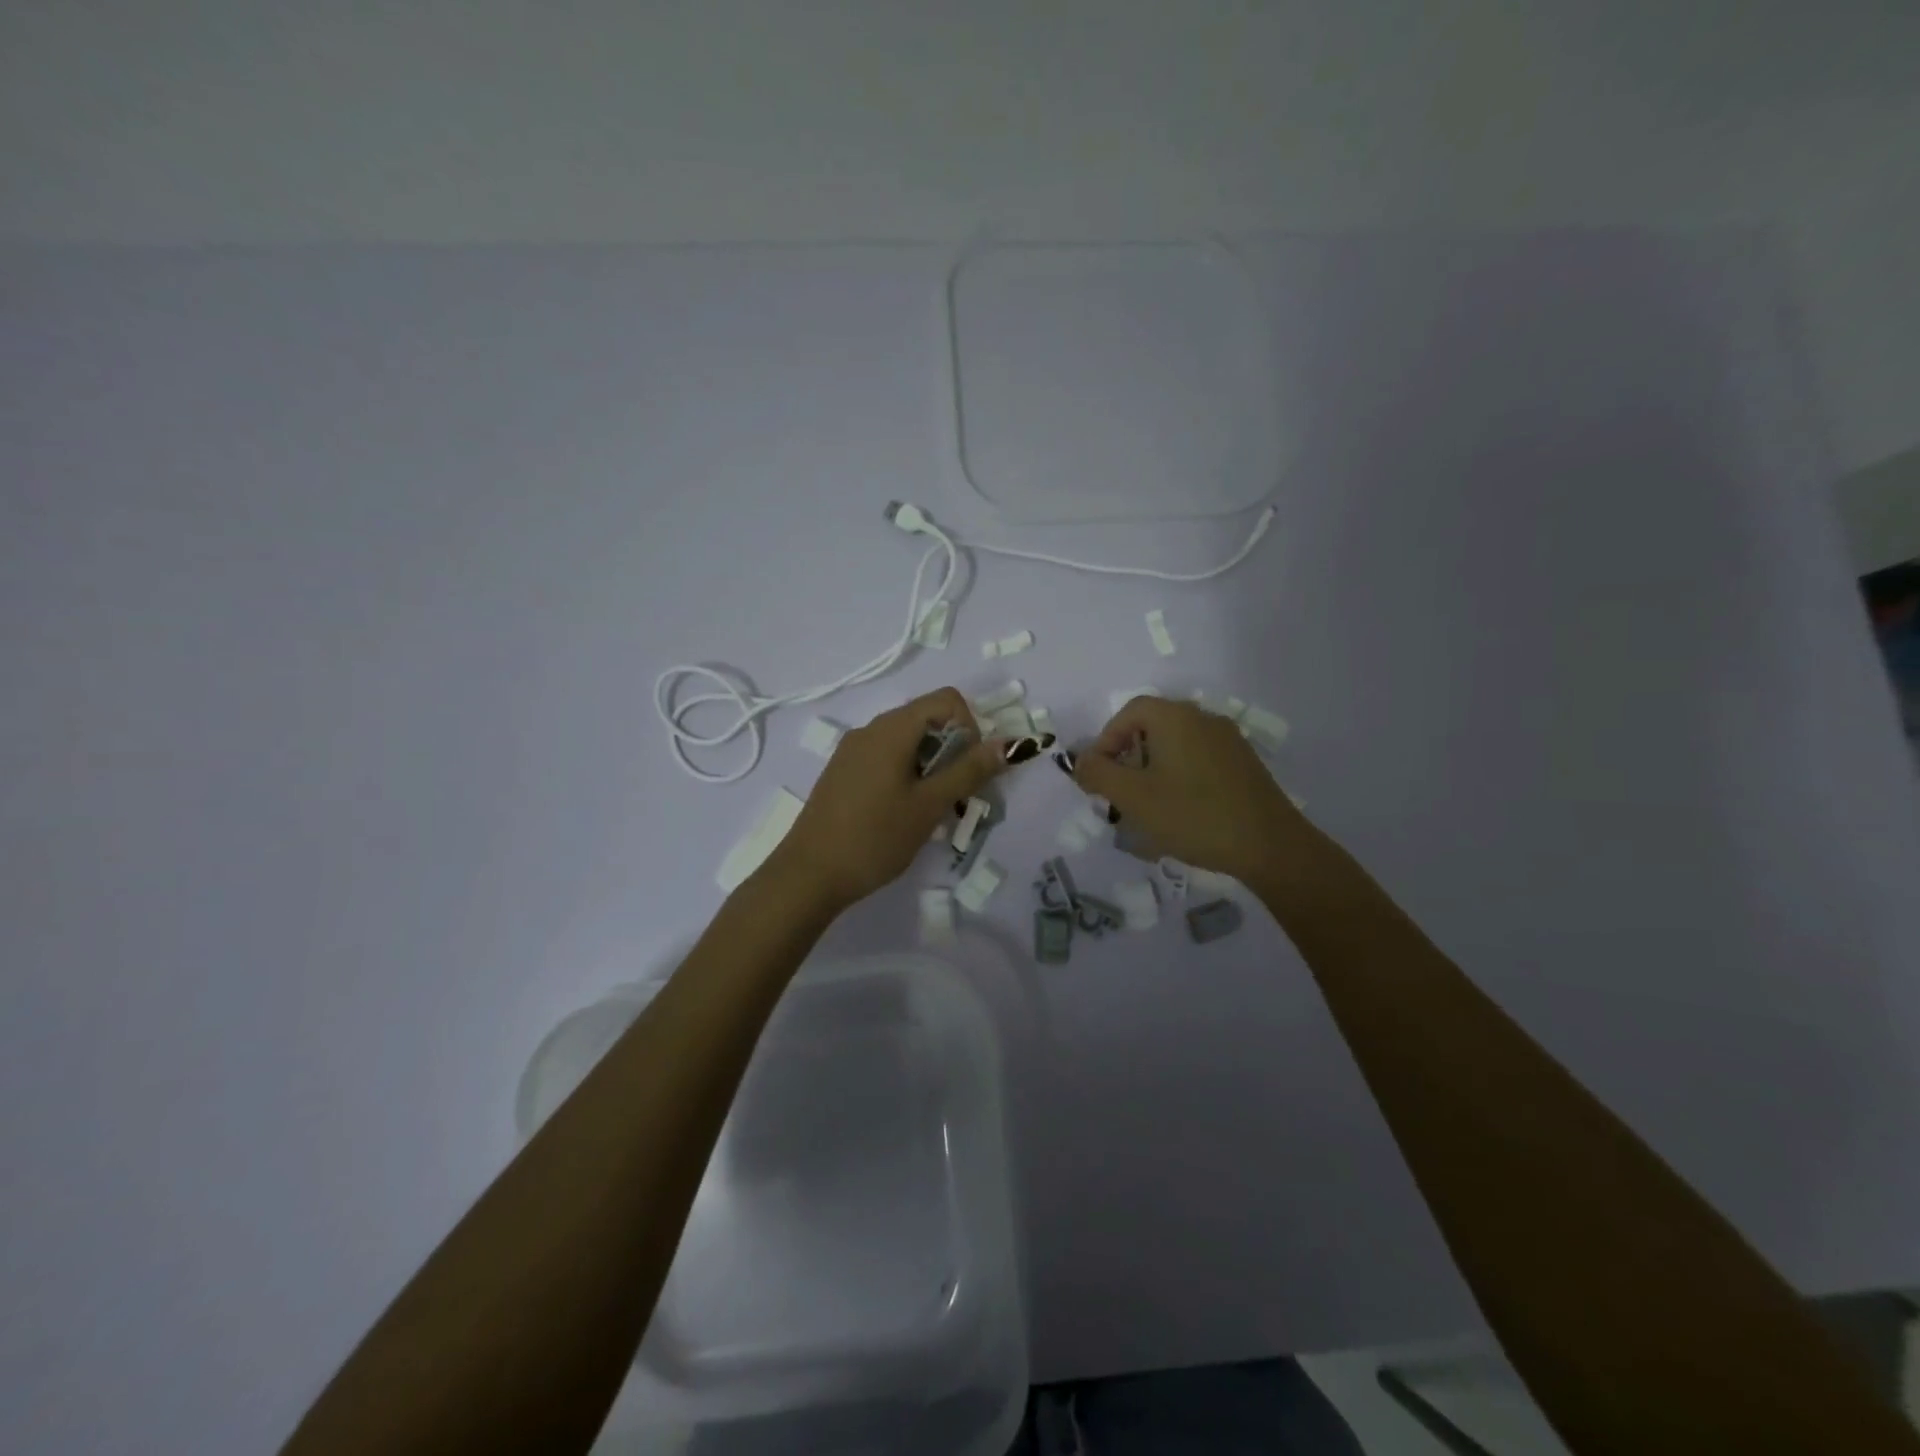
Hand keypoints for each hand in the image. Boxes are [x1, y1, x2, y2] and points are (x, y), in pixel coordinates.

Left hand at [764, 688, 1006, 912]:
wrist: (808, 875)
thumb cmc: (875, 837)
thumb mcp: (929, 805)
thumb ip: (969, 771)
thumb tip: (1008, 743)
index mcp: (891, 728)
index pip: (947, 700)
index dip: (970, 728)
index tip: (968, 770)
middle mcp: (870, 729)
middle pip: (927, 719)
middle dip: (953, 750)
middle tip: (956, 796)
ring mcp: (852, 750)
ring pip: (907, 741)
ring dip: (932, 766)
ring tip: (932, 809)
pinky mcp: (843, 772)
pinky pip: (886, 757)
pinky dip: (907, 774)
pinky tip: (903, 813)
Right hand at [1073, 695, 1307, 881]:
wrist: (1269, 845)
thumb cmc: (1193, 815)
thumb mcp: (1133, 797)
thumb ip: (1098, 774)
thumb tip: (1080, 761)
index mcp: (1175, 717)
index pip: (1129, 712)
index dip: (1106, 739)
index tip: (1099, 774)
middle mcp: (1203, 718)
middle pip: (1153, 726)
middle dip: (1128, 757)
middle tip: (1119, 792)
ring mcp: (1228, 740)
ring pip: (1176, 745)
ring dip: (1153, 769)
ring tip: (1146, 806)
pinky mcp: (1244, 763)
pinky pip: (1199, 759)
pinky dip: (1179, 776)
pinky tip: (1180, 811)